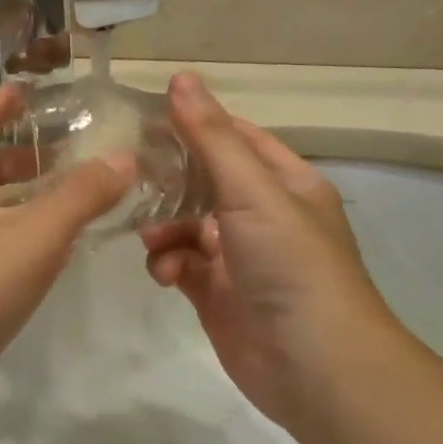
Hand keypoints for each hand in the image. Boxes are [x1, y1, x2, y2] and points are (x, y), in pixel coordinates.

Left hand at [0, 85, 132, 439]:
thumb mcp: (33, 237)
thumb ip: (80, 196)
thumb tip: (123, 158)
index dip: (2, 101)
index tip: (34, 92)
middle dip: (19, 153)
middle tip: (66, 151)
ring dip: (18, 197)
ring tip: (65, 199)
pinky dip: (11, 236)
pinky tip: (41, 257)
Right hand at [141, 74, 406, 431]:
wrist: (314, 365)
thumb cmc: (290, 263)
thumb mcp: (252, 190)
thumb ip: (212, 137)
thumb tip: (180, 78)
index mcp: (285, 183)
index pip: (235, 138)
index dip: (194, 123)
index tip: (143, 117)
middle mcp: (263, 214)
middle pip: (204, 180)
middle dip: (169, 179)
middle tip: (128, 173)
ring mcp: (238, 255)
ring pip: (186, 224)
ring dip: (164, 227)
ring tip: (152, 238)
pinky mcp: (216, 292)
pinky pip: (180, 263)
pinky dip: (167, 263)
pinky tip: (165, 274)